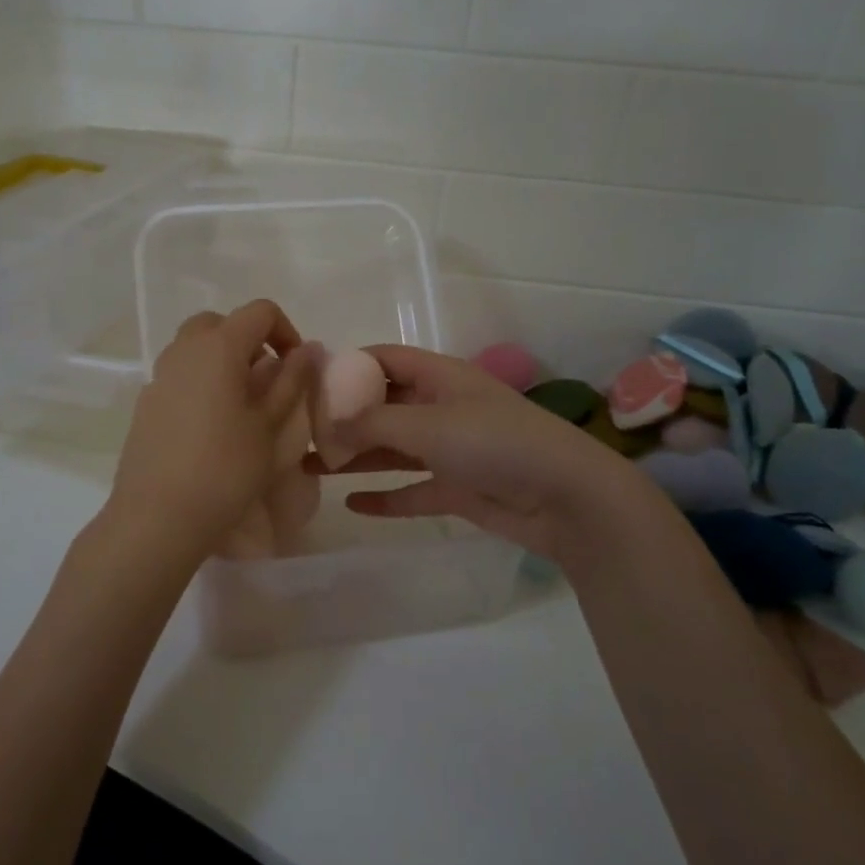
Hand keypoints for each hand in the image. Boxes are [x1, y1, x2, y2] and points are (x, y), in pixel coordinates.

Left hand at [106, 301, 314, 559]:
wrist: (158, 517)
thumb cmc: (226, 470)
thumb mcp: (270, 427)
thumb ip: (291, 381)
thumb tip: (307, 349)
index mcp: (218, 347)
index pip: (259, 311)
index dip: (286, 331)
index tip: (296, 369)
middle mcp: (183, 351)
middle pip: (220, 323)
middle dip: (249, 341)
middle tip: (266, 382)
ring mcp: (158, 377)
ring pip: (195, 348)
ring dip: (223, 362)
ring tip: (241, 406)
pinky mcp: (145, 404)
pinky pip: (179, 376)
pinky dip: (200, 383)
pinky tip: (210, 428)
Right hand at [318, 345, 653, 563]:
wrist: (565, 497)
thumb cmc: (495, 443)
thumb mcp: (429, 424)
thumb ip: (374, 423)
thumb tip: (330, 424)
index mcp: (439, 378)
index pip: (385, 360)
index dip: (348, 367)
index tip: (308, 382)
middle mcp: (441, 408)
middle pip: (383, 407)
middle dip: (344, 418)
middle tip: (299, 432)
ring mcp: (450, 450)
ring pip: (392, 449)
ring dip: (355, 457)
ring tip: (309, 466)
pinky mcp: (457, 489)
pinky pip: (412, 490)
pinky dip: (385, 497)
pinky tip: (352, 504)